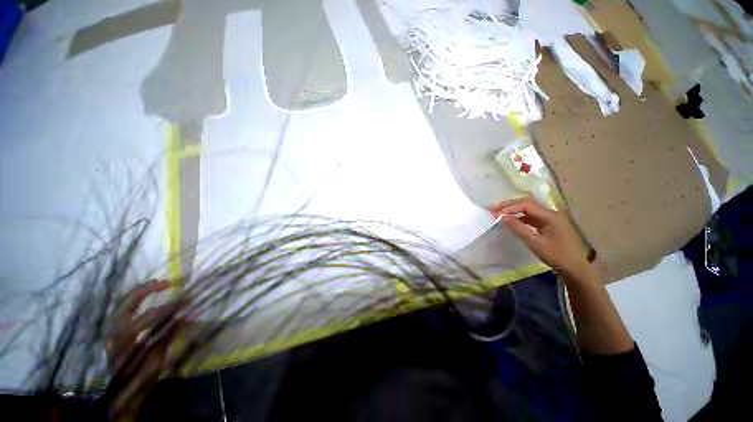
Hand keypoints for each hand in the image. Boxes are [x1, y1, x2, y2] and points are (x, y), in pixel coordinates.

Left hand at [107, 279, 185, 420]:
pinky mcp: (113, 331)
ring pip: (124, 303)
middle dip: (148, 289)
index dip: (168, 307)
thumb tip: (185, 315)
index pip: (149, 316)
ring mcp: (112, 329)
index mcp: (126, 338)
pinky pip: (124, 310)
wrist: (122, 393)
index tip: (185, 300)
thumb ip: (168, 336)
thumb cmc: (140, 377)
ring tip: (160, 286)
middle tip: (168, 283)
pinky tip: (146, 299)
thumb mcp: (156, 359)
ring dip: (142, 292)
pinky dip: (137, 301)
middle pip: (128, 302)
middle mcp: (115, 329)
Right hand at [492, 197, 595, 281]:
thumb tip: (503, 217)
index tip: (495, 214)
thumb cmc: (558, 256)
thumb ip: (519, 228)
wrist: (579, 269)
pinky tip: (513, 222)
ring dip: (514, 211)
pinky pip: (532, 218)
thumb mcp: (536, 243)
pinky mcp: (550, 226)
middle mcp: (551, 214)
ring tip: (500, 215)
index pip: (526, 205)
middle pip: (527, 204)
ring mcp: (551, 219)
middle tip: (494, 211)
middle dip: (510, 206)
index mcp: (550, 216)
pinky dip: (521, 218)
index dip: (509, 207)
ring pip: (529, 210)